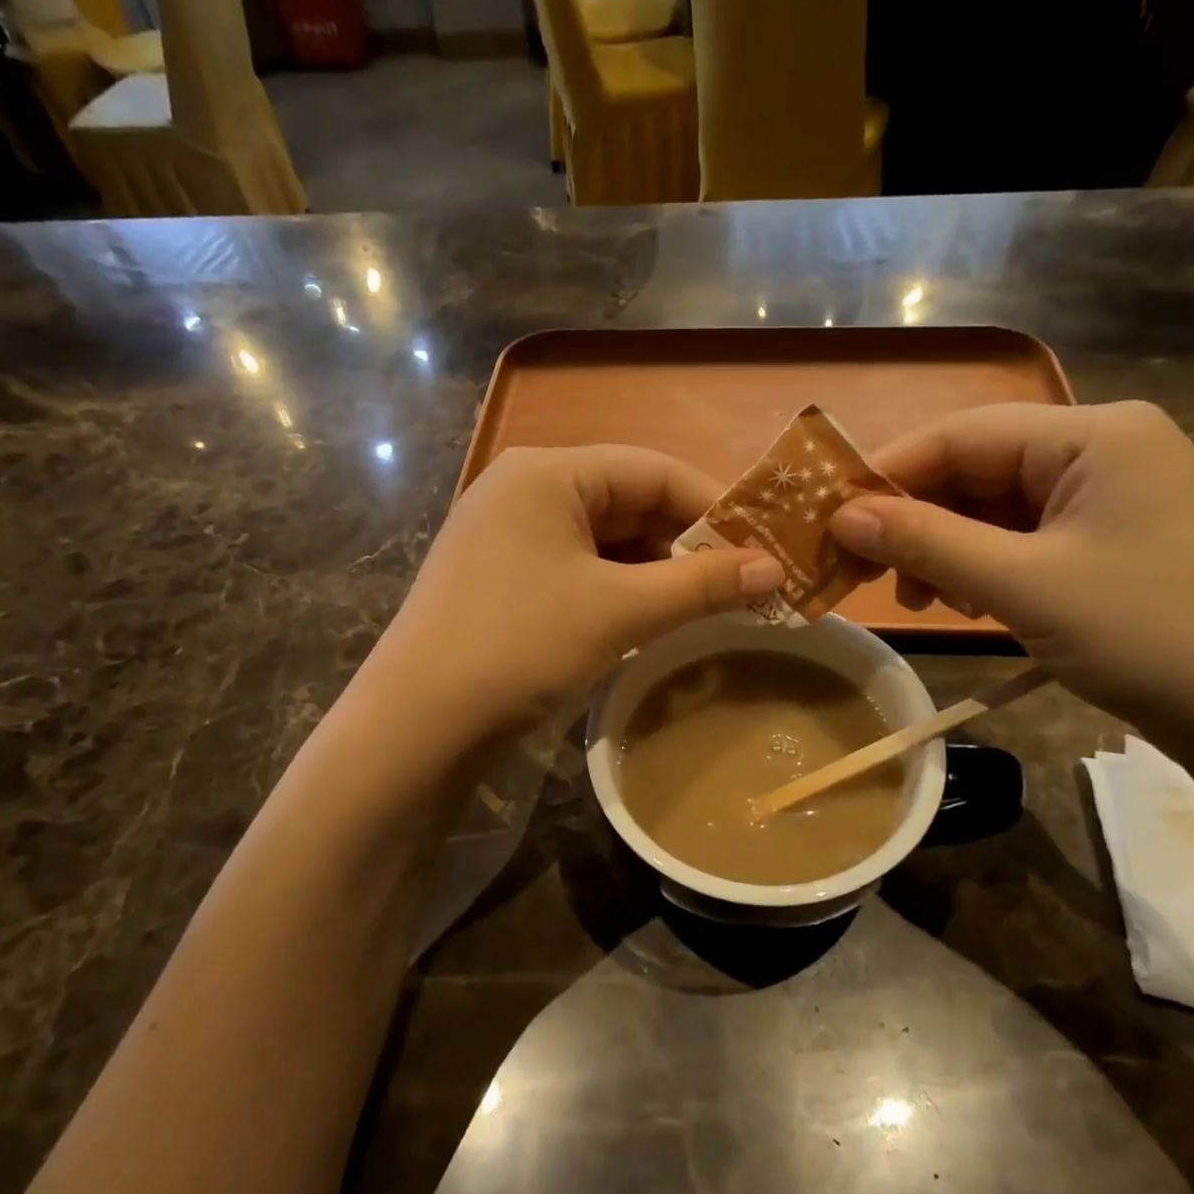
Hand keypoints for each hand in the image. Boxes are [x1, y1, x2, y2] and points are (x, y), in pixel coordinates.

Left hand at [360, 446, 782, 740]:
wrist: (418, 723)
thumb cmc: (520, 646)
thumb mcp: (619, 611)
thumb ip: (701, 584)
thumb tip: (775, 570)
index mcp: (548, 472)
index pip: (653, 469)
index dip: (715, 506)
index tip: (764, 546)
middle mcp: (524, 488)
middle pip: (629, 502)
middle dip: (687, 543)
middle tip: (743, 583)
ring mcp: (507, 533)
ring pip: (605, 539)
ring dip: (657, 570)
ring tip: (707, 604)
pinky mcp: (502, 575)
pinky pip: (578, 567)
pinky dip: (620, 588)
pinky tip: (650, 617)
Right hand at [829, 402, 1193, 745]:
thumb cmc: (1151, 635)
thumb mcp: (1024, 585)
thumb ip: (926, 542)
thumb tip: (842, 517)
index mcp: (1093, 434)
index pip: (961, 434)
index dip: (888, 474)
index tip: (831, 521)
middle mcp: (1106, 450)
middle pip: (979, 470)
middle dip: (919, 520)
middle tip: (870, 573)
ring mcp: (1117, 498)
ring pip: (1000, 508)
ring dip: (949, 549)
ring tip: (922, 598)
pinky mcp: (1119, 543)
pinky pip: (1030, 539)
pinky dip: (988, 567)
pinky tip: (971, 602)